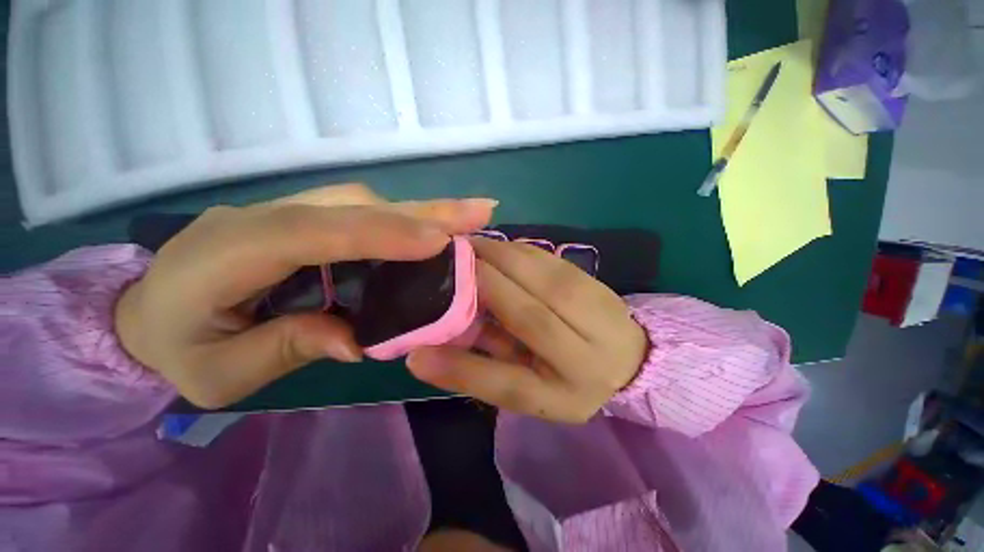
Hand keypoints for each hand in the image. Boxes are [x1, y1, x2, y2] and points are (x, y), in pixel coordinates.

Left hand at [115, 184, 495, 408]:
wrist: (143, 314)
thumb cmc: (174, 349)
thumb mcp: (218, 373)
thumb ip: (285, 348)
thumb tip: (358, 340)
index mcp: (228, 253)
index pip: (314, 233)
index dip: (381, 233)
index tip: (438, 241)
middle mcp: (264, 217)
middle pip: (354, 205)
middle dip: (422, 211)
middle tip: (478, 211)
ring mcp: (287, 212)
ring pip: (364, 203)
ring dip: (421, 212)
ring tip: (468, 218)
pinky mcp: (306, 219)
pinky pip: (361, 214)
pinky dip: (404, 220)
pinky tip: (434, 229)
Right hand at [406, 238, 648, 422]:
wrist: (628, 361)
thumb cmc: (568, 381)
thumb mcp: (526, 392)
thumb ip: (480, 371)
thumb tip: (422, 356)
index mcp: (567, 392)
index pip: (511, 383)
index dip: (465, 362)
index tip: (425, 332)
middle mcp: (588, 353)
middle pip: (529, 313)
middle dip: (484, 281)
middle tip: (449, 262)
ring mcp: (598, 311)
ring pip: (543, 277)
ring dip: (500, 256)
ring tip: (469, 248)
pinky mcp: (596, 283)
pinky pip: (552, 261)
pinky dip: (520, 250)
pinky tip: (500, 247)